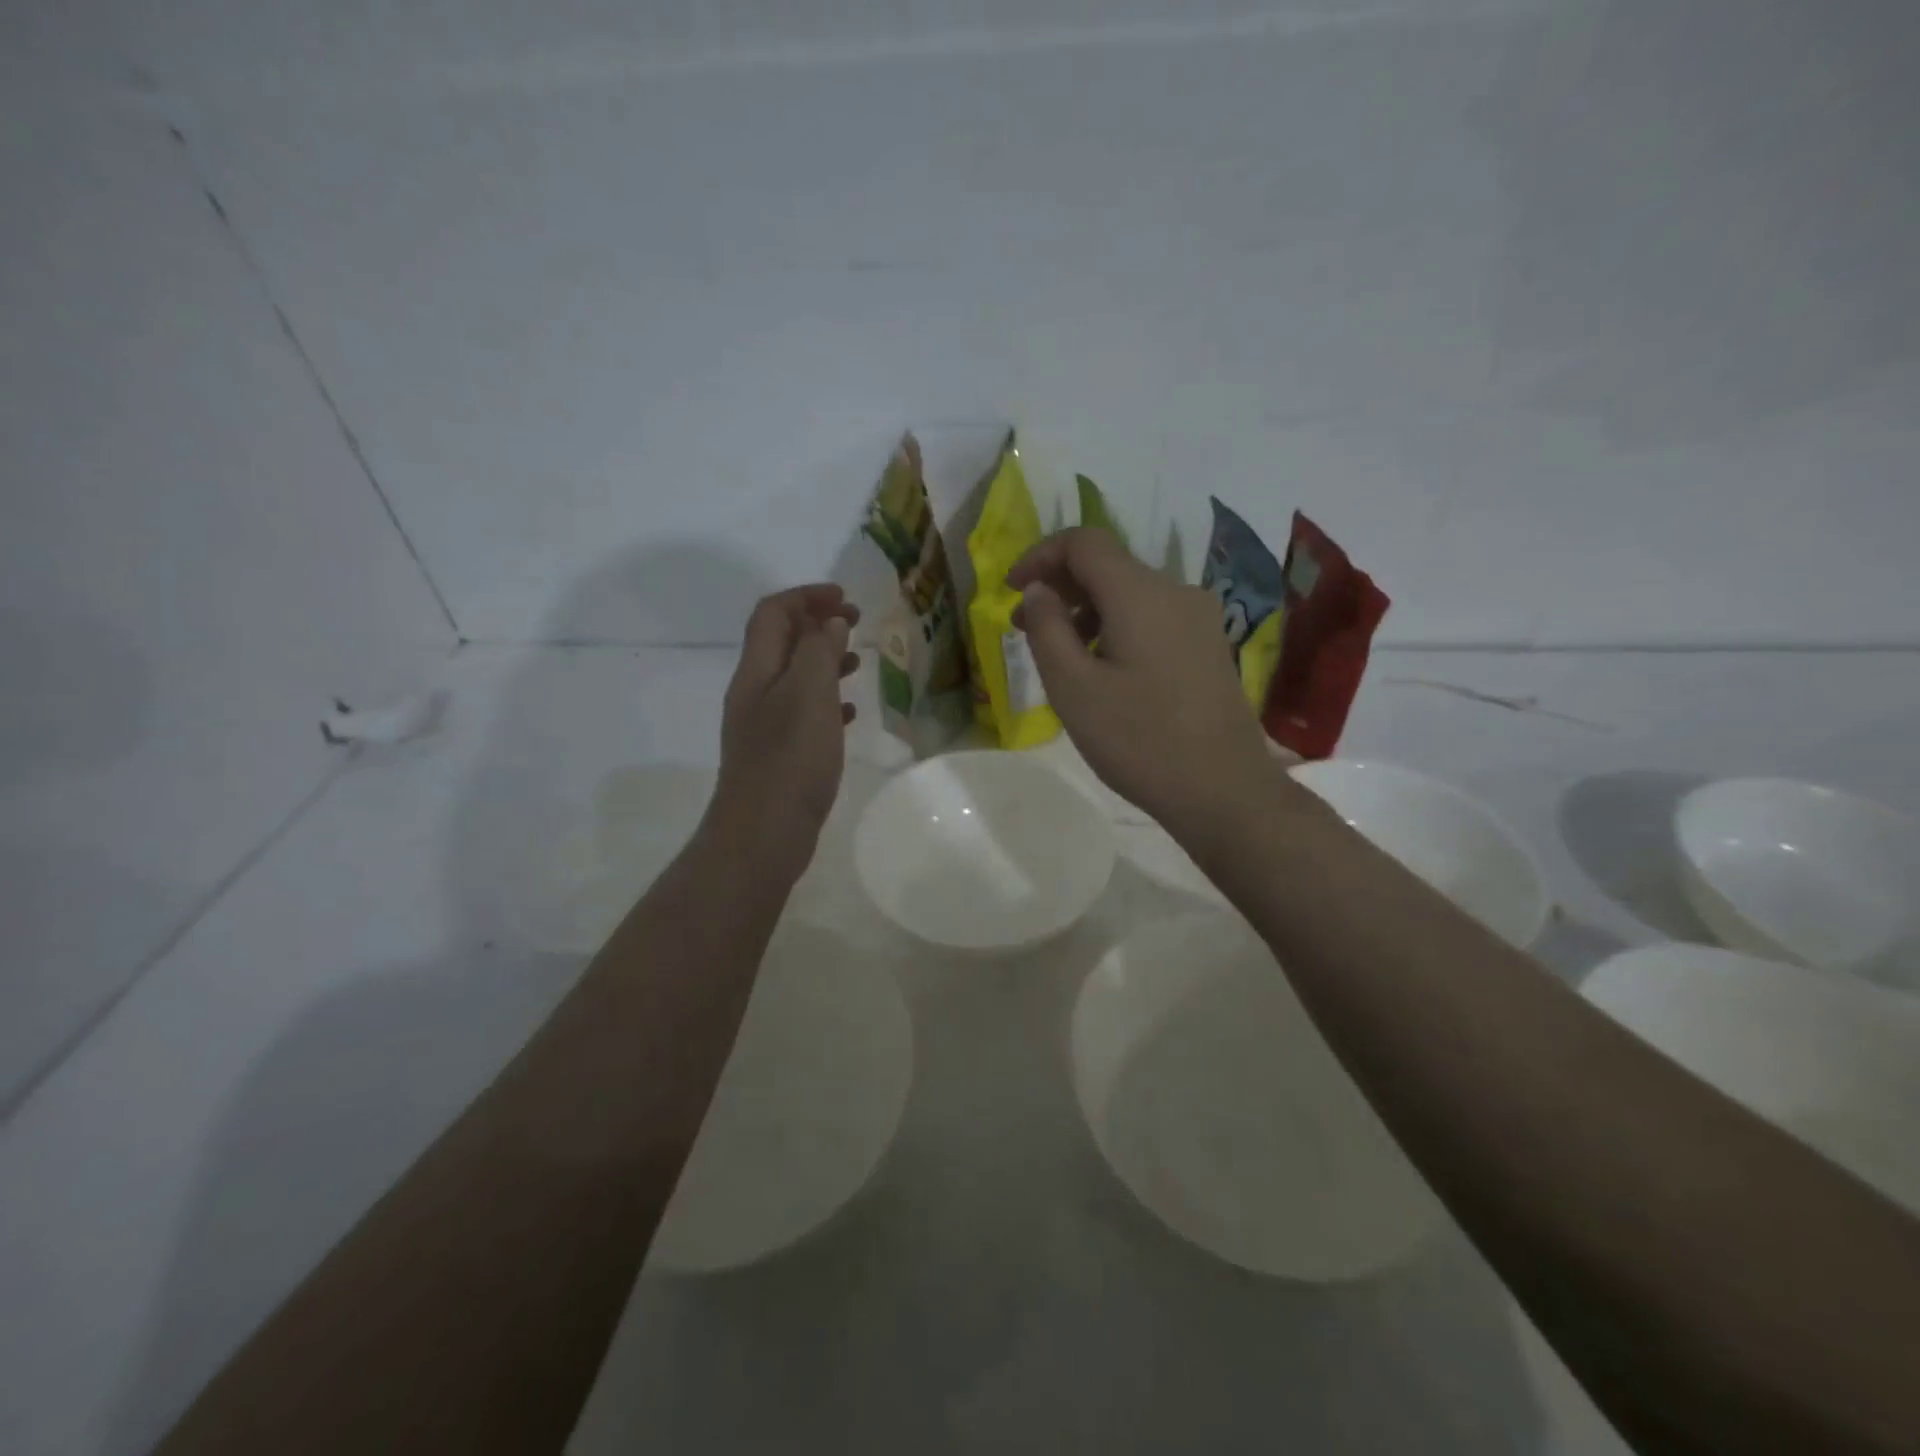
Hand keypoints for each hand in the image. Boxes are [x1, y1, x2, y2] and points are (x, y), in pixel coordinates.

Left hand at [709, 585, 859, 866]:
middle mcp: (755, 692)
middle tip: (856, 622)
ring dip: (824, 660)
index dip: (806, 596)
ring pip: (794, 677)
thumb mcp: (808, 696)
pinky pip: (803, 712)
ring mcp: (765, 725)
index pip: (773, 614)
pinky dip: (827, 701)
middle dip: (816, 623)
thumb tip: (828, 621)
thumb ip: (819, 651)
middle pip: (781, 641)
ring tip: (858, 662)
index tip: (845, 598)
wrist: (762, 834)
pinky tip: (851, 712)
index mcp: (757, 671)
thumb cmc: (789, 760)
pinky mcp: (779, 754)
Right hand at [1011, 528, 1276, 841]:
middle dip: (1060, 587)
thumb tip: (1039, 589)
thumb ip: (1047, 629)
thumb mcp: (1073, 688)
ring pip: (1130, 593)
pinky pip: (1152, 618)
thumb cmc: (1139, 740)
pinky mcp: (1208, 646)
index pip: (1084, 542)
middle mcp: (1175, 592)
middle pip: (1109, 565)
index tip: (1012, 590)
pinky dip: (1116, 627)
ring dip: (1087, 610)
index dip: (1041, 555)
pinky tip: (1102, 669)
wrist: (1223, 790)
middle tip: (1024, 628)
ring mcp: (1199, 619)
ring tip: (1059, 655)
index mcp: (1140, 593)